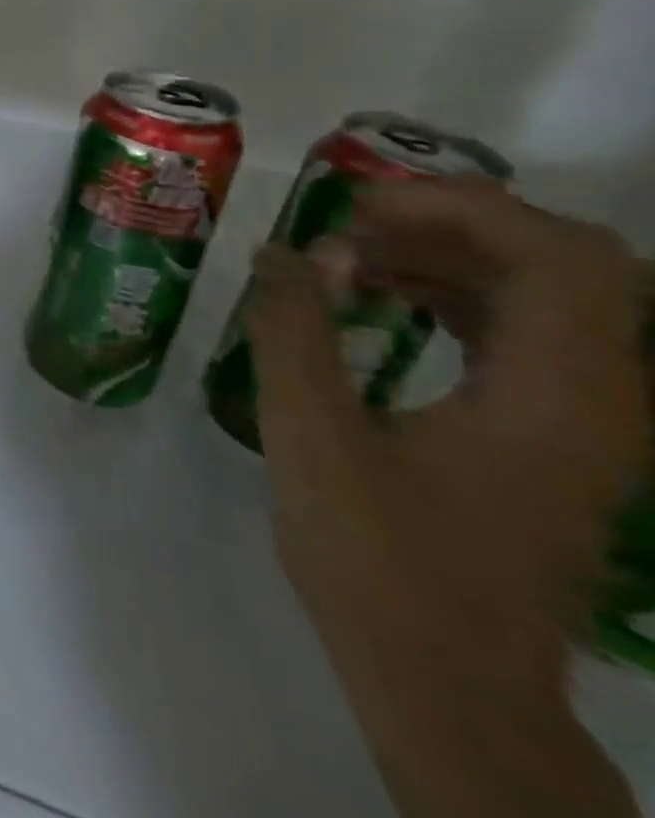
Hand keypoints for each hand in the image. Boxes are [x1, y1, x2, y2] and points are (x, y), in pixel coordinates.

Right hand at [244, 179, 647, 816]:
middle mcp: (600, 400)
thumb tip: (286, 252)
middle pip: (567, 265)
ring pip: (548, 298)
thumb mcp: (311, 435)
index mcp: (558, 397)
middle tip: (353, 222)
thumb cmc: (379, 558)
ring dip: (452, 256)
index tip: (358, 205)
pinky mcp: (553, 438)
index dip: (461, 206)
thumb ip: (293, 331)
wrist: (448, 682)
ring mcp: (584, 422)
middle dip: (456, 223)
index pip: (559, 256)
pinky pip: (524, 336)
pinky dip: (456, 297)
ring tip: (352, 254)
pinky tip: (381, 302)